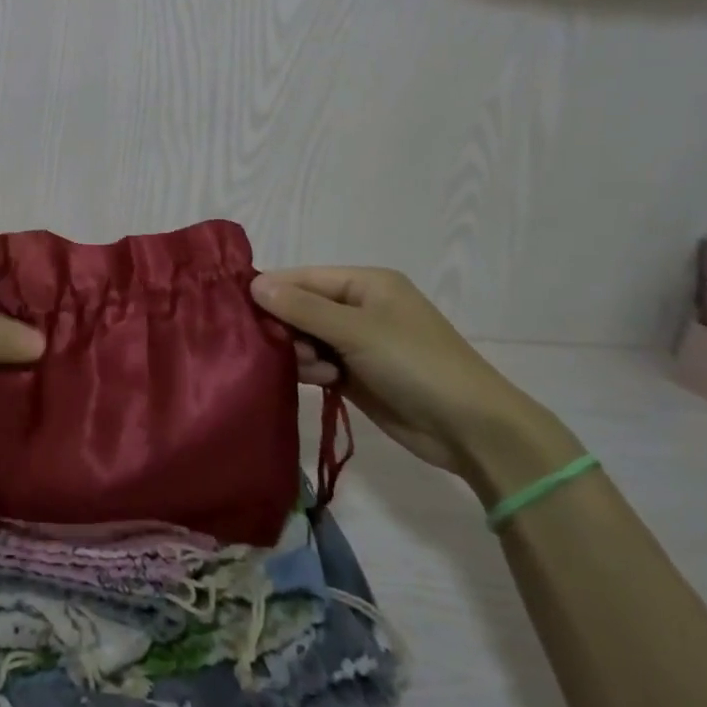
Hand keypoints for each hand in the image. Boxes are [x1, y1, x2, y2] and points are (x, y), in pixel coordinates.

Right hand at [252, 266, 552, 479]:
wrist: (470, 428)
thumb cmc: (416, 364)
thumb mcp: (357, 330)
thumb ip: (303, 308)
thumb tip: (254, 284)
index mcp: (365, 283)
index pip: (303, 278)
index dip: (271, 290)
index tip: (237, 309)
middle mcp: (359, 307)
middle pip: (301, 307)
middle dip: (285, 326)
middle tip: (276, 347)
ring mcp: (357, 342)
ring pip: (306, 338)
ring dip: (300, 352)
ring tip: (312, 369)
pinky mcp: (355, 374)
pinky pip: (318, 363)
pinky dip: (311, 370)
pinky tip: (320, 381)